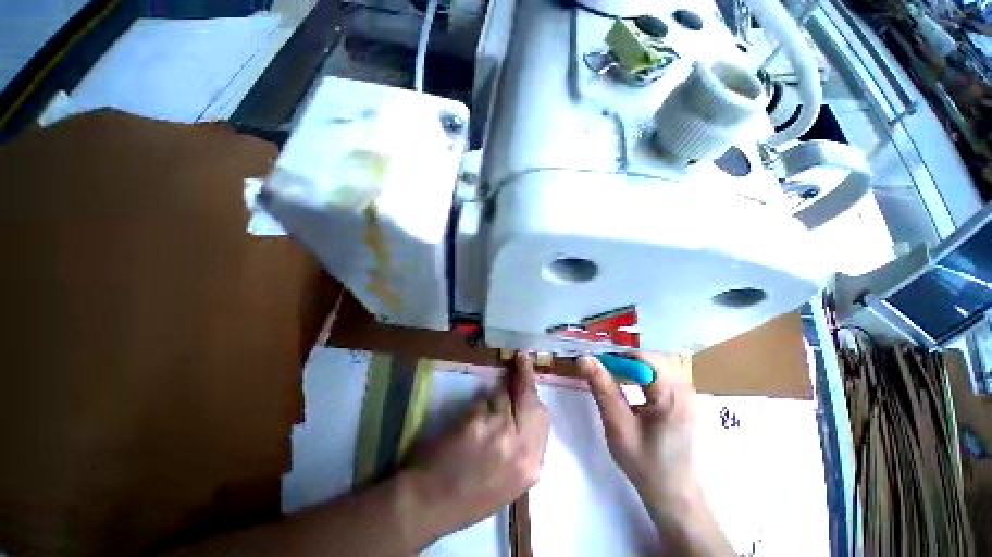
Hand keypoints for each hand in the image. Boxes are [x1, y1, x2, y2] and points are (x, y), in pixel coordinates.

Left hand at [405, 353, 549, 538]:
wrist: (429, 503)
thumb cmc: (468, 496)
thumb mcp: (509, 480)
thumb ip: (522, 448)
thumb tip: (522, 413)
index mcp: (531, 467)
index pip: (542, 417)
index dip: (535, 393)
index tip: (530, 375)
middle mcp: (521, 447)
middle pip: (530, 400)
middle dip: (525, 378)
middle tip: (521, 359)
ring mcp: (499, 432)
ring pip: (504, 397)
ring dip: (497, 394)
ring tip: (485, 407)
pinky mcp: (477, 421)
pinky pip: (483, 401)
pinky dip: (479, 404)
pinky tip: (469, 418)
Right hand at [579, 354, 731, 554]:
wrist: (672, 491)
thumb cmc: (645, 463)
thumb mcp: (618, 426)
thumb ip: (602, 388)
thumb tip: (584, 358)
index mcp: (672, 396)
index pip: (644, 356)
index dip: (617, 354)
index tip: (596, 360)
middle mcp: (684, 388)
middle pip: (649, 356)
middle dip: (622, 357)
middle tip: (600, 365)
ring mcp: (685, 392)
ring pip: (653, 362)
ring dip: (629, 364)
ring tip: (609, 372)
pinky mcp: (680, 397)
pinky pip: (658, 372)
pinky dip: (638, 372)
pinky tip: (626, 382)